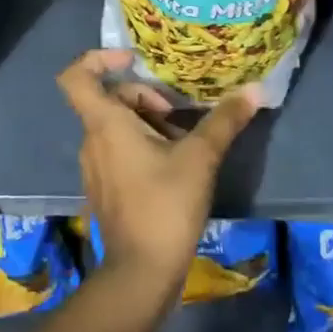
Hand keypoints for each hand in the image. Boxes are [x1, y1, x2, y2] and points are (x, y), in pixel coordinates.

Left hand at [56, 49, 262, 306]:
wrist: (141, 273)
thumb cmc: (165, 206)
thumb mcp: (200, 158)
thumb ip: (225, 120)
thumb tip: (255, 89)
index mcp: (105, 125)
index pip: (77, 77)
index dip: (99, 58)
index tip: (134, 60)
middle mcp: (92, 141)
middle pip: (110, 100)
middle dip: (145, 97)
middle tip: (178, 114)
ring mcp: (95, 167)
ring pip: (117, 126)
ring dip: (149, 123)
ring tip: (185, 140)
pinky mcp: (105, 188)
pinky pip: (118, 150)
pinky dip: (143, 146)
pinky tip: (175, 166)